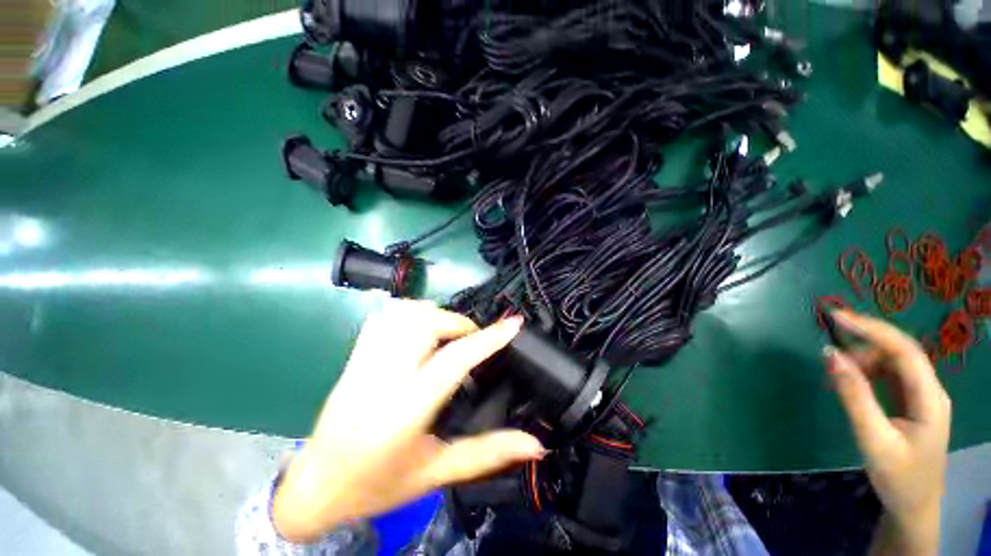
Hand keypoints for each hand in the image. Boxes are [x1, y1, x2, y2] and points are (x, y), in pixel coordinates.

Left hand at [272, 301, 544, 541]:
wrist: (315, 488)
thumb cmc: (378, 485)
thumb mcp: (437, 473)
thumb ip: (488, 453)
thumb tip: (535, 444)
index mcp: (407, 409)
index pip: (455, 360)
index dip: (488, 338)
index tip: (513, 323)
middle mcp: (383, 377)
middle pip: (427, 324)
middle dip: (459, 323)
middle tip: (473, 338)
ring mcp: (364, 363)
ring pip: (403, 315)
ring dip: (434, 315)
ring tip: (449, 331)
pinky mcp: (353, 358)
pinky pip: (383, 318)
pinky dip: (407, 313)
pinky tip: (418, 328)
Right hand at [824, 310, 950, 554]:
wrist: (913, 506)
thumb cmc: (898, 476)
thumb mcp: (873, 438)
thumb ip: (854, 396)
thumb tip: (830, 354)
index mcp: (930, 397)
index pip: (904, 349)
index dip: (871, 328)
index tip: (836, 317)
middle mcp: (930, 389)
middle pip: (899, 352)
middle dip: (863, 344)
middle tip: (829, 353)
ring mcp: (921, 395)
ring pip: (892, 362)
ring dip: (862, 361)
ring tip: (836, 376)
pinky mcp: (910, 402)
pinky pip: (888, 375)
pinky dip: (865, 372)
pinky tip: (849, 382)